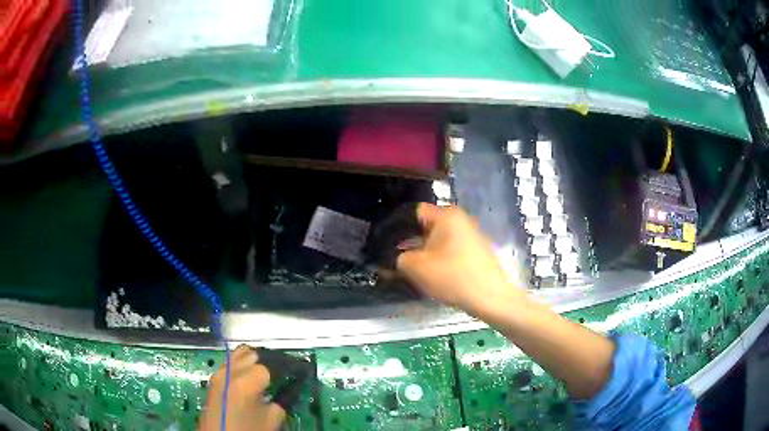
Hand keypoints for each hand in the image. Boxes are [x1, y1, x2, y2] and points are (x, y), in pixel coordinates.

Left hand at [199, 345, 285, 430]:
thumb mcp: (272, 419)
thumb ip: (282, 401)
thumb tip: (287, 389)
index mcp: (247, 381)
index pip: (270, 365)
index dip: (283, 371)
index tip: (292, 377)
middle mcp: (230, 371)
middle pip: (252, 355)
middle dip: (266, 363)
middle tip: (278, 377)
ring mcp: (219, 374)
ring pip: (238, 355)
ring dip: (251, 362)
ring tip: (264, 375)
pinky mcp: (213, 380)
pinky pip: (229, 364)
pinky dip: (239, 366)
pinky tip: (247, 378)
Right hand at [396, 204, 523, 314]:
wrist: (491, 298)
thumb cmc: (453, 277)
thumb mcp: (416, 268)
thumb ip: (399, 258)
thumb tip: (399, 257)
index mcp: (447, 215)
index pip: (415, 213)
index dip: (400, 228)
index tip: (392, 247)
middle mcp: (461, 219)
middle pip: (428, 227)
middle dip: (414, 243)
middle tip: (404, 263)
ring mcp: (472, 235)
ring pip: (440, 241)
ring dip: (428, 254)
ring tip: (420, 273)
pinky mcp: (478, 251)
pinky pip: (453, 251)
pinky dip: (443, 260)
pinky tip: (439, 277)